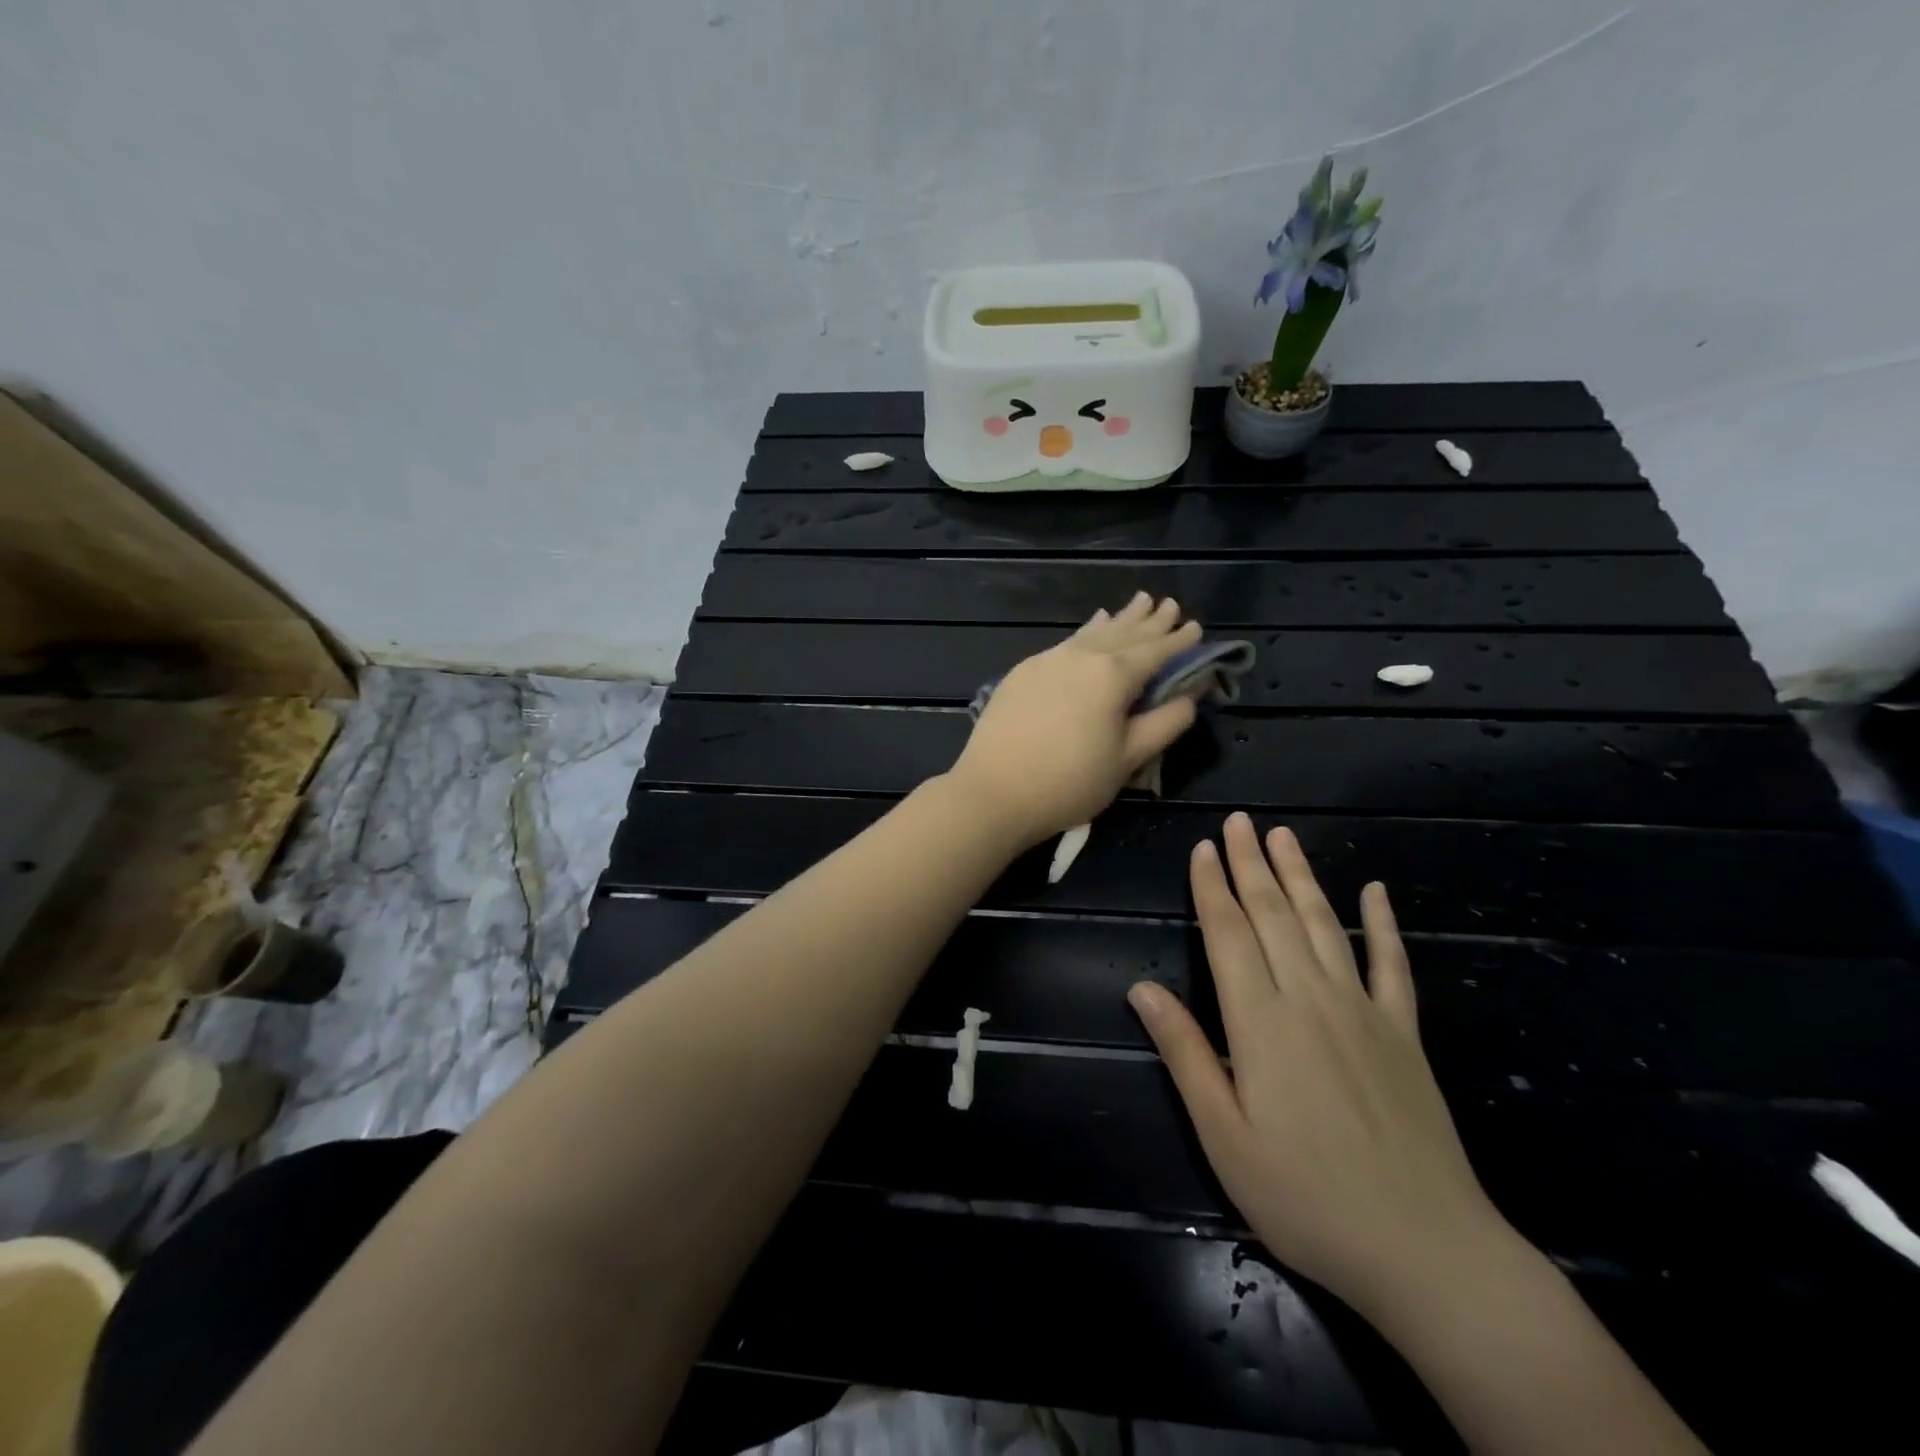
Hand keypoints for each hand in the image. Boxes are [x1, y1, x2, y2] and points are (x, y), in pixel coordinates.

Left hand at [946, 592, 1202, 848]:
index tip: (1197, 627)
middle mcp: (1081, 656)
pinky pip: (1066, 643)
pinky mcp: (1023, 672)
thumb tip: (1192, 693)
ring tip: (1137, 603)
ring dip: (1118, 620)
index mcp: (1113, 675)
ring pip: (1092, 633)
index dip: (1179, 641)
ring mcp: (1047, 660)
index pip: (1156, 651)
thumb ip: (1166, 722)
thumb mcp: (1129, 758)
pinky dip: (1086, 633)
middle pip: (1124, 633)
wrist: (994, 791)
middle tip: (1169, 604)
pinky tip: (1090, 629)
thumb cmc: (1070, 782)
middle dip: (1150, 620)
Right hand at [1129, 813, 1522, 1321]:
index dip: (1212, 887)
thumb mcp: (1224, 1136)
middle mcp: (1311, 999)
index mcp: (1260, 1022)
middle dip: (1251, 864)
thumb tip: (1141, 990)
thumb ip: (1185, 1054)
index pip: (1229, 934)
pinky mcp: (1404, 1034)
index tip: (1202, 848)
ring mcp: (1364, 1012)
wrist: (1427, 1251)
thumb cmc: (1306, 1198)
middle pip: (1273, 916)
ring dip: (1300, 877)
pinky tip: (1375, 891)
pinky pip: (1392, 965)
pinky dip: (1382, 925)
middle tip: (1238, 821)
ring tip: (1283, 836)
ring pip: (1323, 925)